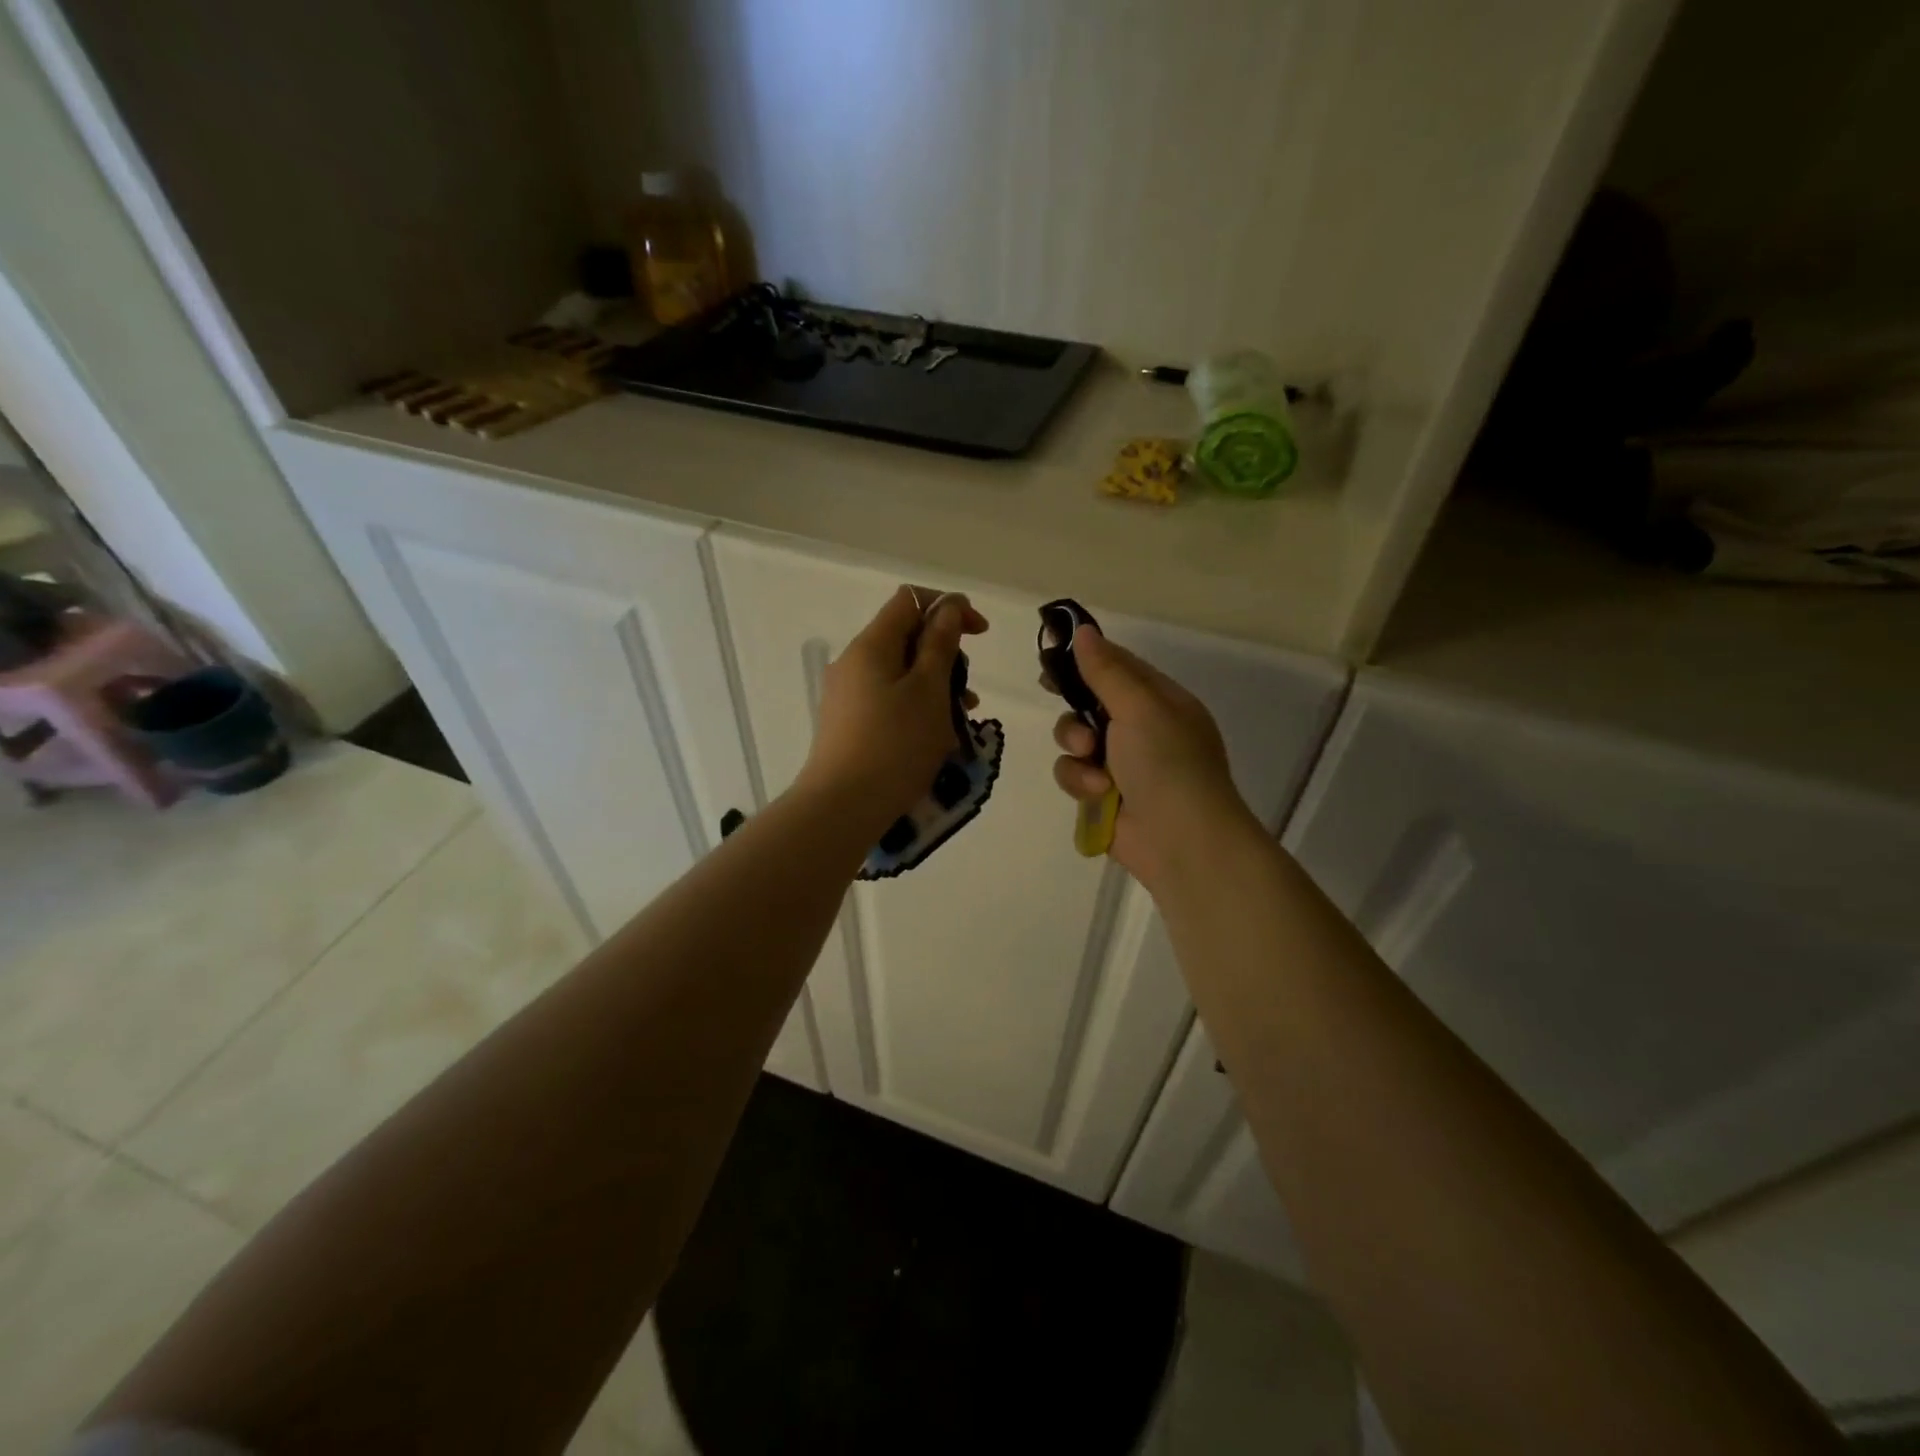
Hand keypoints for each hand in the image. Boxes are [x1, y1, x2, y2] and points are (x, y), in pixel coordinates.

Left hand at [798, 585, 988, 830]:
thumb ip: (940, 645)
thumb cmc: (895, 745)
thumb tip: (948, 608)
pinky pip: (889, 699)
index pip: (911, 600)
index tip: (980, 634)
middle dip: (945, 655)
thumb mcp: (929, 691)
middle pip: (906, 637)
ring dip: (936, 685)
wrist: (842, 808)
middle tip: (968, 691)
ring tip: (961, 718)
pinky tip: (936, 736)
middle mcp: (854, 662)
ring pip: (901, 673)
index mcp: (871, 645)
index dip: (949, 607)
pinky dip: (917, 706)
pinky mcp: (848, 723)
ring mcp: (847, 694)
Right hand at [1051, 626, 1255, 888]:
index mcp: (1161, 701)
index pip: (1118, 666)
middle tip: (1049, 689)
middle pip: (1089, 702)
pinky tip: (1098, 793)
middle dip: (1073, 704)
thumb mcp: (1140, 707)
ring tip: (1090, 758)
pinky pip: (1074, 775)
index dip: (1084, 656)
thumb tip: (1083, 630)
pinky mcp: (1104, 796)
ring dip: (1075, 746)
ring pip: (1075, 740)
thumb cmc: (1167, 763)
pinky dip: (1080, 782)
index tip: (1050, 649)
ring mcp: (1122, 764)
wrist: (1182, 841)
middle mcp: (1142, 729)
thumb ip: (1106, 670)